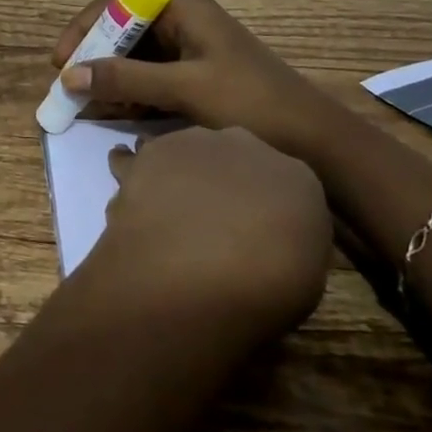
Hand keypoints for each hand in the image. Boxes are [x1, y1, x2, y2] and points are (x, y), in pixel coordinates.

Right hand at [53, 0, 331, 161]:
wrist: (315, 141)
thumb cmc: (250, 102)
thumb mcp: (184, 88)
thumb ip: (126, 79)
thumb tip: (69, 75)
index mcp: (183, 7)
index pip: (119, 3)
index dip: (85, 27)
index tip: (61, 61)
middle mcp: (185, 21)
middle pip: (125, 30)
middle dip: (94, 56)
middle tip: (67, 87)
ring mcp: (192, 50)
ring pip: (136, 57)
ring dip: (110, 78)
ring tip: (84, 106)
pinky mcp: (197, 77)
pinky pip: (152, 78)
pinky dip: (131, 93)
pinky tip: (112, 113)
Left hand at [84, 126, 333, 341]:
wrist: (203, 269)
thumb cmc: (267, 289)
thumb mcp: (305, 278)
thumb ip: (287, 243)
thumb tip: (266, 239)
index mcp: (297, 177)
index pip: (285, 183)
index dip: (267, 206)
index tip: (257, 231)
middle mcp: (248, 145)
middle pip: (235, 158)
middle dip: (224, 181)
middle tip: (211, 219)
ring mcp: (197, 142)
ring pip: (186, 152)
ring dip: (178, 172)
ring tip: (166, 204)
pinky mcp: (153, 151)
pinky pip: (136, 158)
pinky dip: (131, 169)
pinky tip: (127, 185)